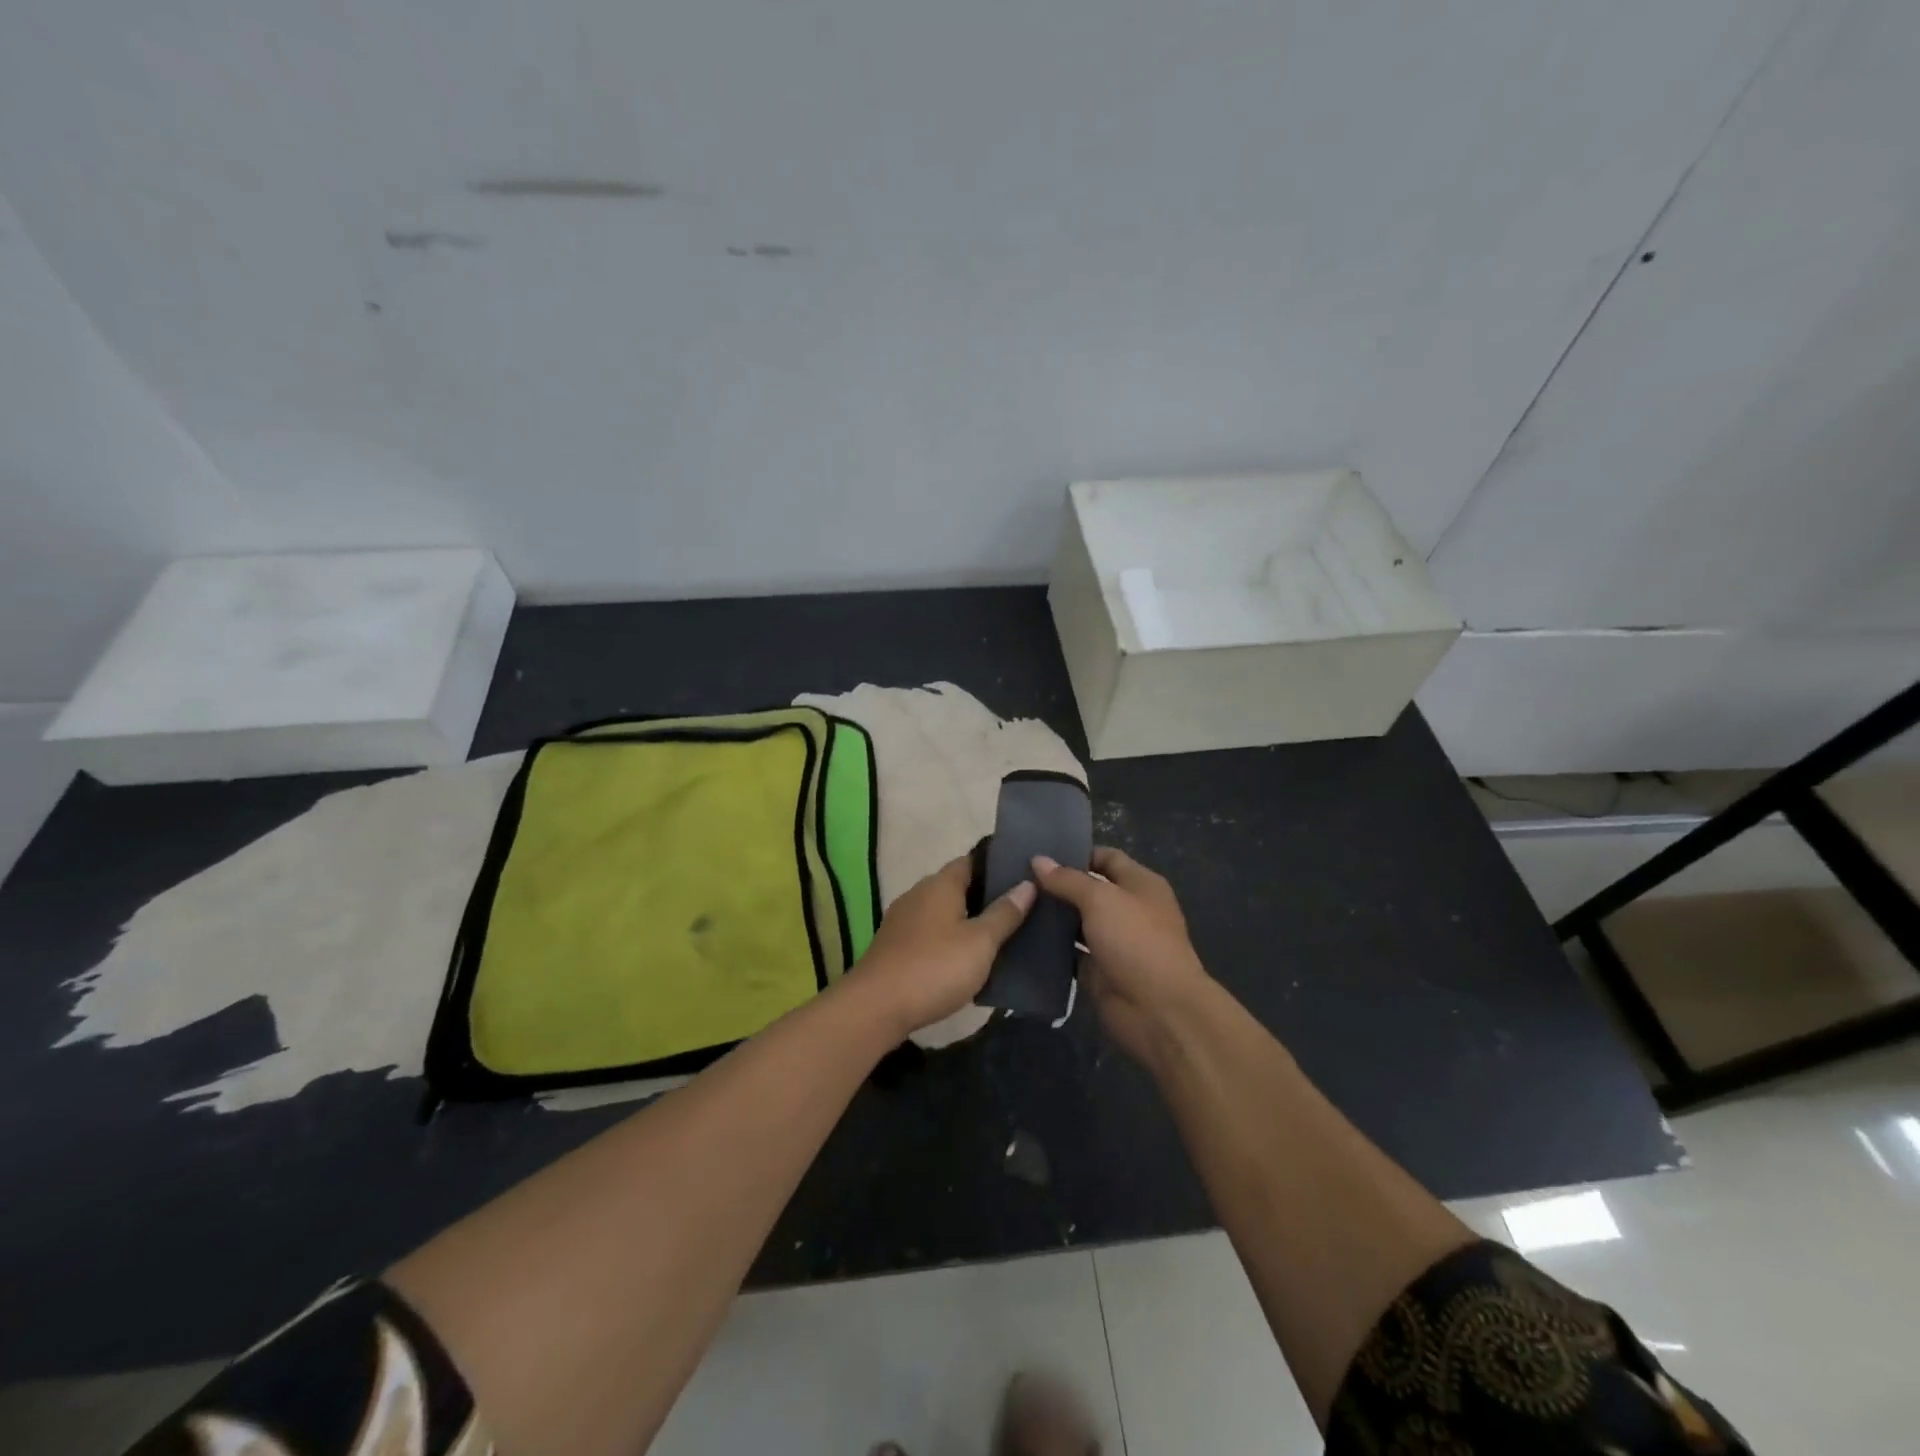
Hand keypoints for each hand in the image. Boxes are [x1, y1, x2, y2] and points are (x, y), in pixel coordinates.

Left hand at [849, 856, 1035, 1037]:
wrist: (877, 1007)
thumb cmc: (935, 967)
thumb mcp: (980, 942)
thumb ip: (1005, 913)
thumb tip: (1027, 883)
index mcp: (940, 884)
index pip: (971, 861)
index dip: (996, 866)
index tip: (1023, 875)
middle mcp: (919, 894)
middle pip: (957, 886)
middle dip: (985, 896)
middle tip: (1020, 909)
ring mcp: (903, 921)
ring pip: (943, 912)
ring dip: (967, 921)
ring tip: (1000, 935)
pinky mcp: (896, 946)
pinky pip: (931, 934)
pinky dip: (949, 940)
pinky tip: (966, 959)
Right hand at [1031, 847, 1211, 1064]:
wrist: (1159, 1010)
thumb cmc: (1136, 941)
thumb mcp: (1101, 899)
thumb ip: (1068, 880)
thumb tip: (1038, 860)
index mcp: (1140, 884)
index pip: (1106, 858)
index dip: (1076, 853)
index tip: (1039, 853)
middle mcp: (1128, 909)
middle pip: (1089, 890)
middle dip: (1057, 885)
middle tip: (1017, 878)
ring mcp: (1114, 942)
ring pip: (1077, 922)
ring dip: (1052, 916)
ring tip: (1015, 904)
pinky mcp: (1100, 970)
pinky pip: (1071, 953)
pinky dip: (1052, 946)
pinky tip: (1022, 936)